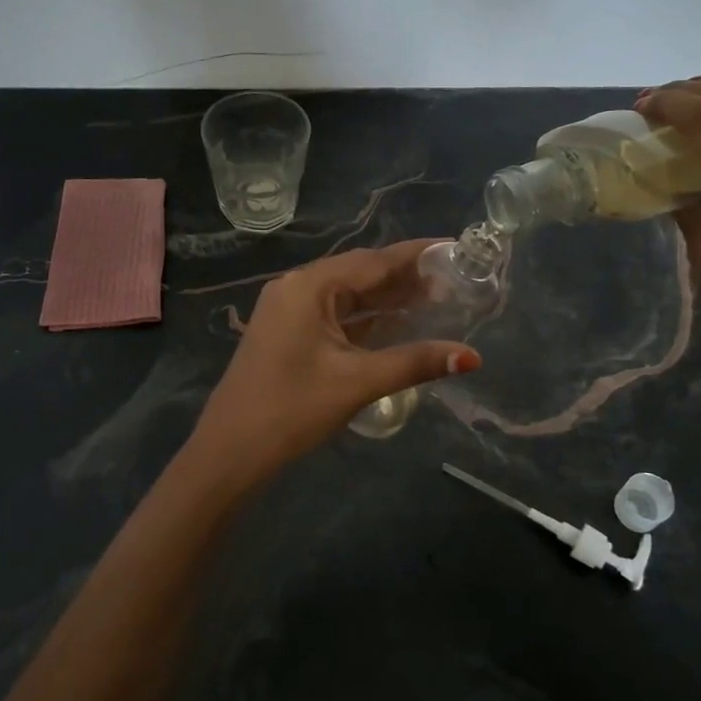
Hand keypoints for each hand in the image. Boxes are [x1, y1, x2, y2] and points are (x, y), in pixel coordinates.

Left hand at [185, 241, 482, 479]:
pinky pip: (333, 313)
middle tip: (452, 278)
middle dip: (404, 277)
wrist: (229, 452)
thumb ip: (415, 362)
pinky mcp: (286, 331)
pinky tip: (394, 322)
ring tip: (434, 298)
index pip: (373, 261)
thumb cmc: (292, 410)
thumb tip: (471, 357)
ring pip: (346, 294)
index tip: (453, 248)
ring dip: (385, 297)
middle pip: (359, 273)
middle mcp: (296, 287)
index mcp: (309, 286)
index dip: (416, 255)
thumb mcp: (357, 382)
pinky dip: (364, 317)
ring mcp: (287, 309)